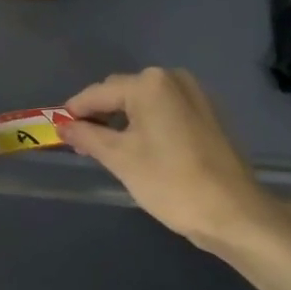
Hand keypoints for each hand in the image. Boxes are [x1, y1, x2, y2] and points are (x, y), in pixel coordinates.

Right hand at [64, 68, 290, 255]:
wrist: (233, 211)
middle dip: (100, 115)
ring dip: (123, 121)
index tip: (57, 130)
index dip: (75, 111)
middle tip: (82, 145)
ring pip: (145, 103)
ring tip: (108, 150)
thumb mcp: (120, 159)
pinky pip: (166, 111)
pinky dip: (148, 124)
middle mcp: (173, 78)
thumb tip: (63, 126)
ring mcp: (195, 94)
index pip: (98, 93)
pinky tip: (141, 149)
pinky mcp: (208, 114)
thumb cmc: (170, 182)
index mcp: (149, 84)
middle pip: (122, 93)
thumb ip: (88, 136)